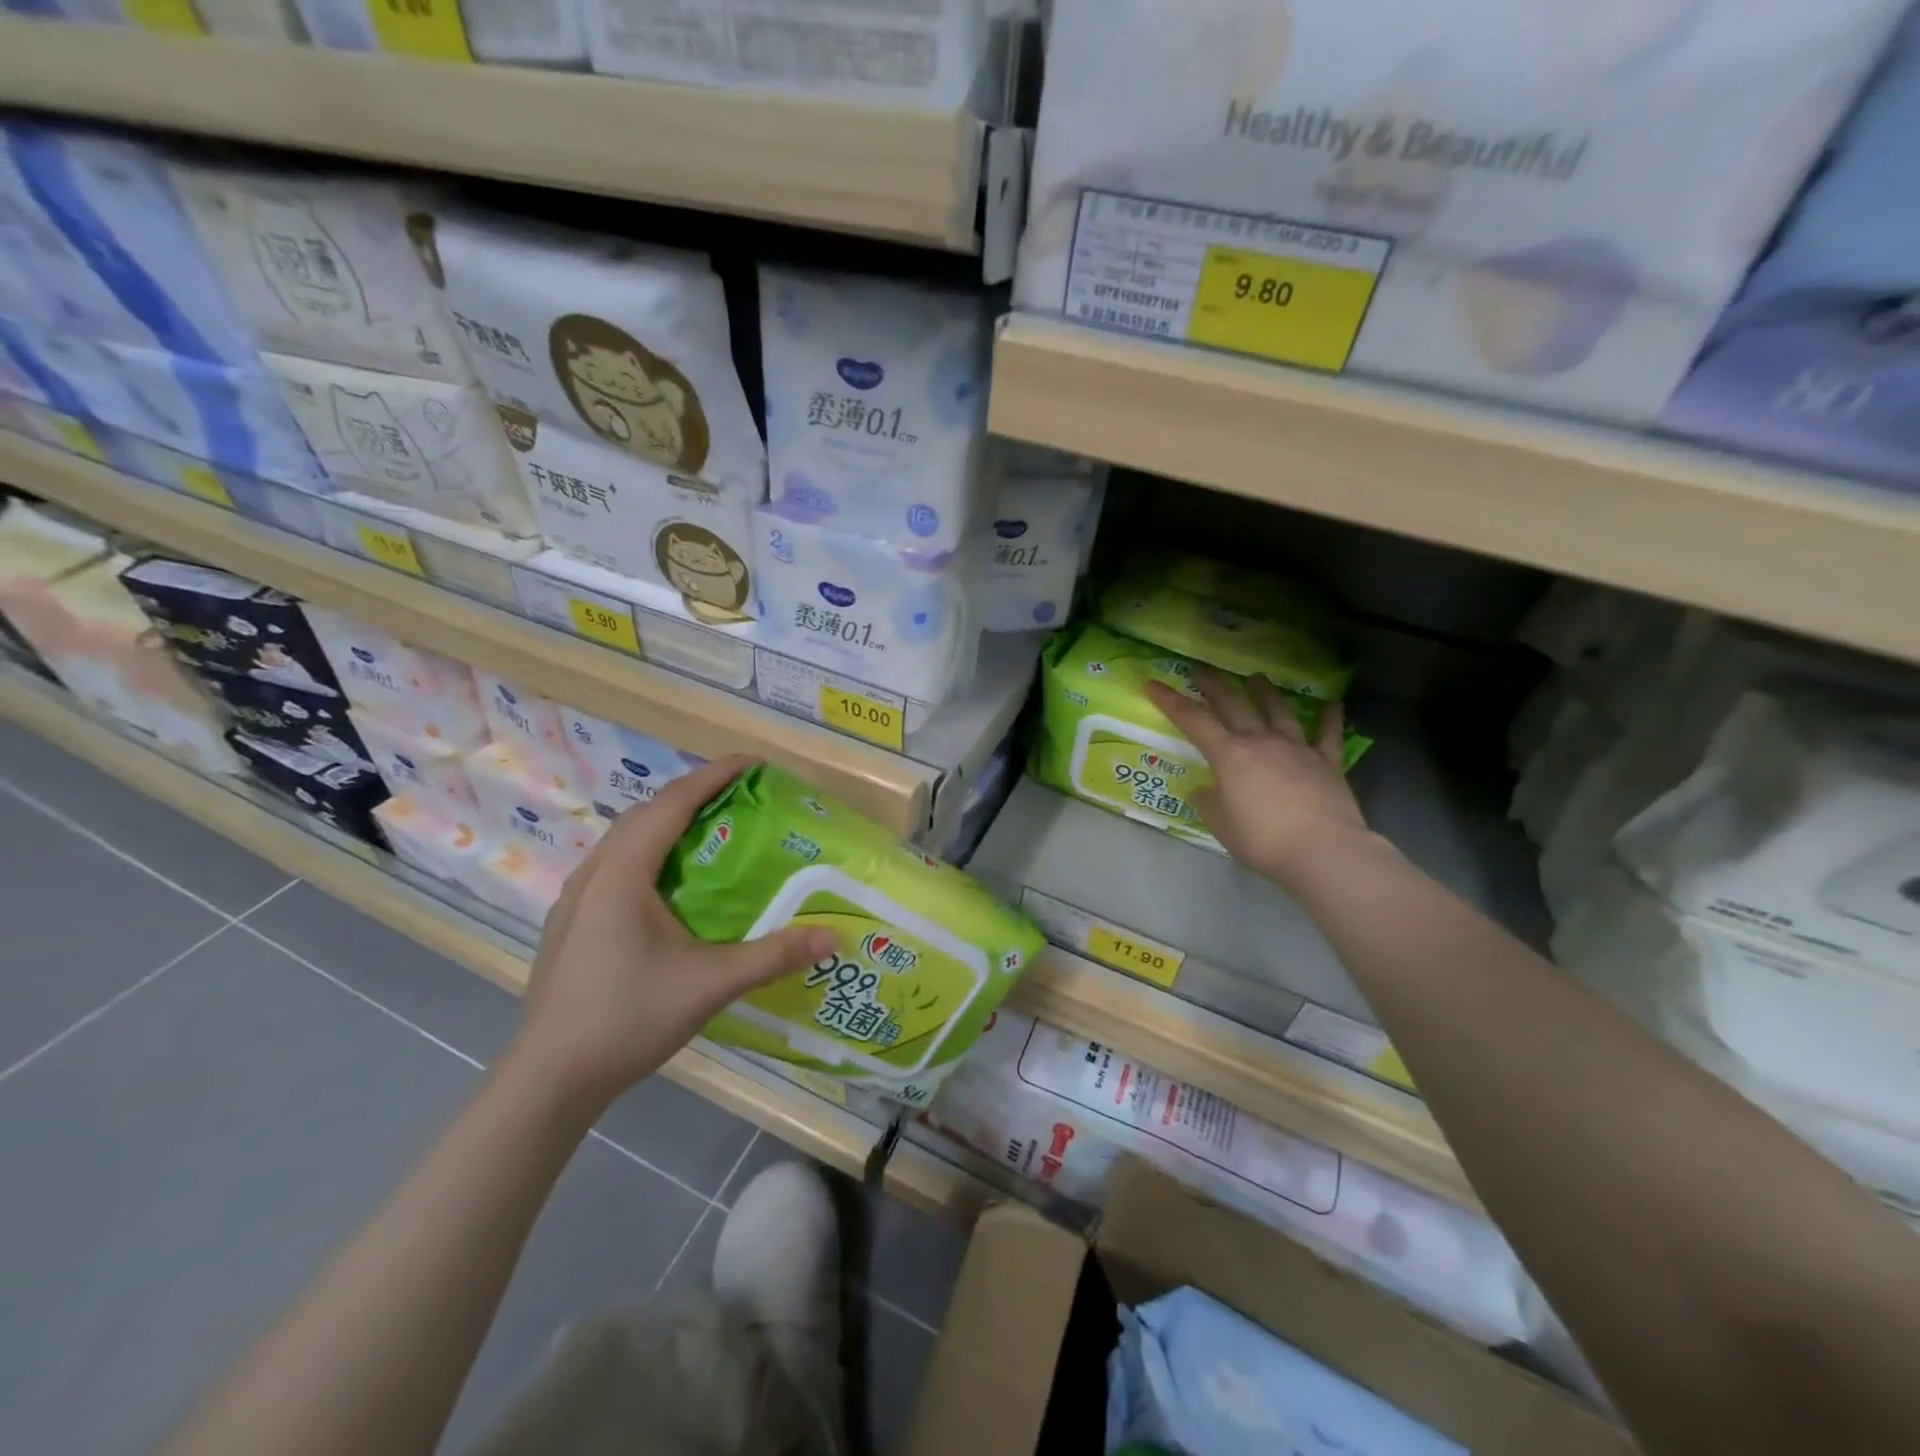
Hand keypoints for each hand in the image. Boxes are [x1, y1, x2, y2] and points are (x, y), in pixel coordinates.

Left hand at [503, 757, 834, 1112]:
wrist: (549, 1079)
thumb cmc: (629, 1017)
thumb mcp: (710, 984)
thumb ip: (773, 956)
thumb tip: (833, 937)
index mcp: (623, 874)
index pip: (672, 804)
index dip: (713, 776)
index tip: (752, 764)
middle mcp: (594, 874)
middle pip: (645, 814)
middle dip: (692, 794)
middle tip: (738, 796)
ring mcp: (574, 900)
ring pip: (624, 839)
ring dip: (665, 822)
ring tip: (707, 830)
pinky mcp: (569, 924)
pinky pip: (614, 865)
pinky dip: (647, 851)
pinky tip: (666, 884)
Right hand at [1144, 669, 1369, 890]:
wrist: (1323, 850)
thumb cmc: (1262, 839)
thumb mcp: (1221, 825)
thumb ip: (1209, 803)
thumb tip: (1204, 790)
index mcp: (1229, 755)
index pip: (1193, 721)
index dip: (1171, 701)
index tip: (1153, 684)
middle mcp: (1261, 742)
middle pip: (1234, 705)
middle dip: (1214, 686)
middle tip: (1201, 670)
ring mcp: (1297, 749)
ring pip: (1278, 711)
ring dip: (1265, 692)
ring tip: (1257, 677)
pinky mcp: (1327, 763)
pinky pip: (1328, 735)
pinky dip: (1330, 718)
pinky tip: (1333, 704)